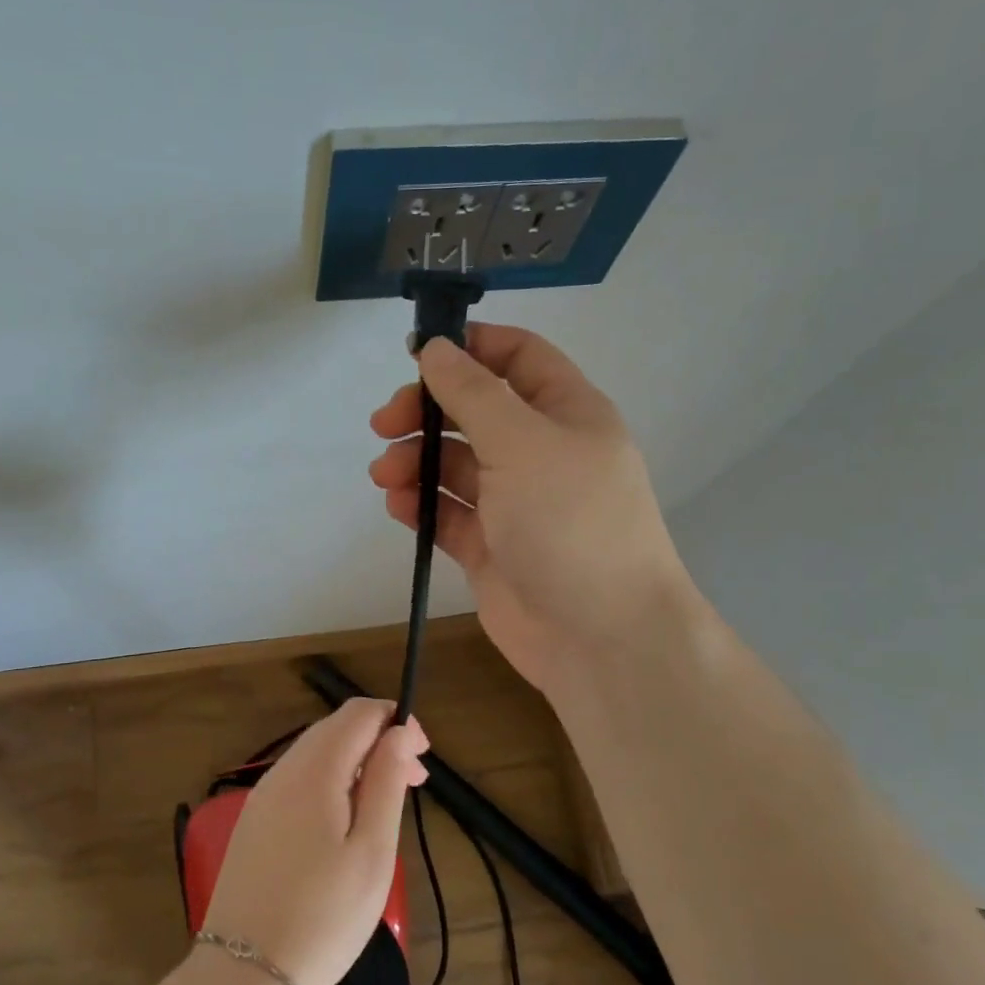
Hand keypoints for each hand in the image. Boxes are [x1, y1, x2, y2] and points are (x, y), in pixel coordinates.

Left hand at [201, 699, 428, 984]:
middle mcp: (282, 771)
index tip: (424, 758)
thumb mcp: (371, 851)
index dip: (396, 721)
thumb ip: (386, 782)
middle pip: (335, 728)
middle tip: (414, 783)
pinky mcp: (254, 822)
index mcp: (314, 770)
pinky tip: (345, 821)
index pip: (358, 713)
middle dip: (379, 741)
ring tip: (385, 804)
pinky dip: (331, 782)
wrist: (245, 975)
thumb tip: (400, 732)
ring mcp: (263, 796)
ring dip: (356, 762)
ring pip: (316, 753)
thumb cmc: (324, 917)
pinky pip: (298, 780)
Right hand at [369, 323, 694, 692]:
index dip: (470, 347)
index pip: (518, 358)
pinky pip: (449, 514)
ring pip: (455, 465)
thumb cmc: (570, 523)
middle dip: (427, 412)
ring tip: (386, 476)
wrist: (601, 637)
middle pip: (474, 412)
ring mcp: (515, 503)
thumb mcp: (523, 443)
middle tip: (384, 424)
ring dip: (416, 461)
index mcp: (566, 413)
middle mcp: (541, 452)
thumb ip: (473, 393)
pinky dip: (422, 506)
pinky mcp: (491, 548)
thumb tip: (436, 348)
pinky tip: (399, 507)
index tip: (417, 354)